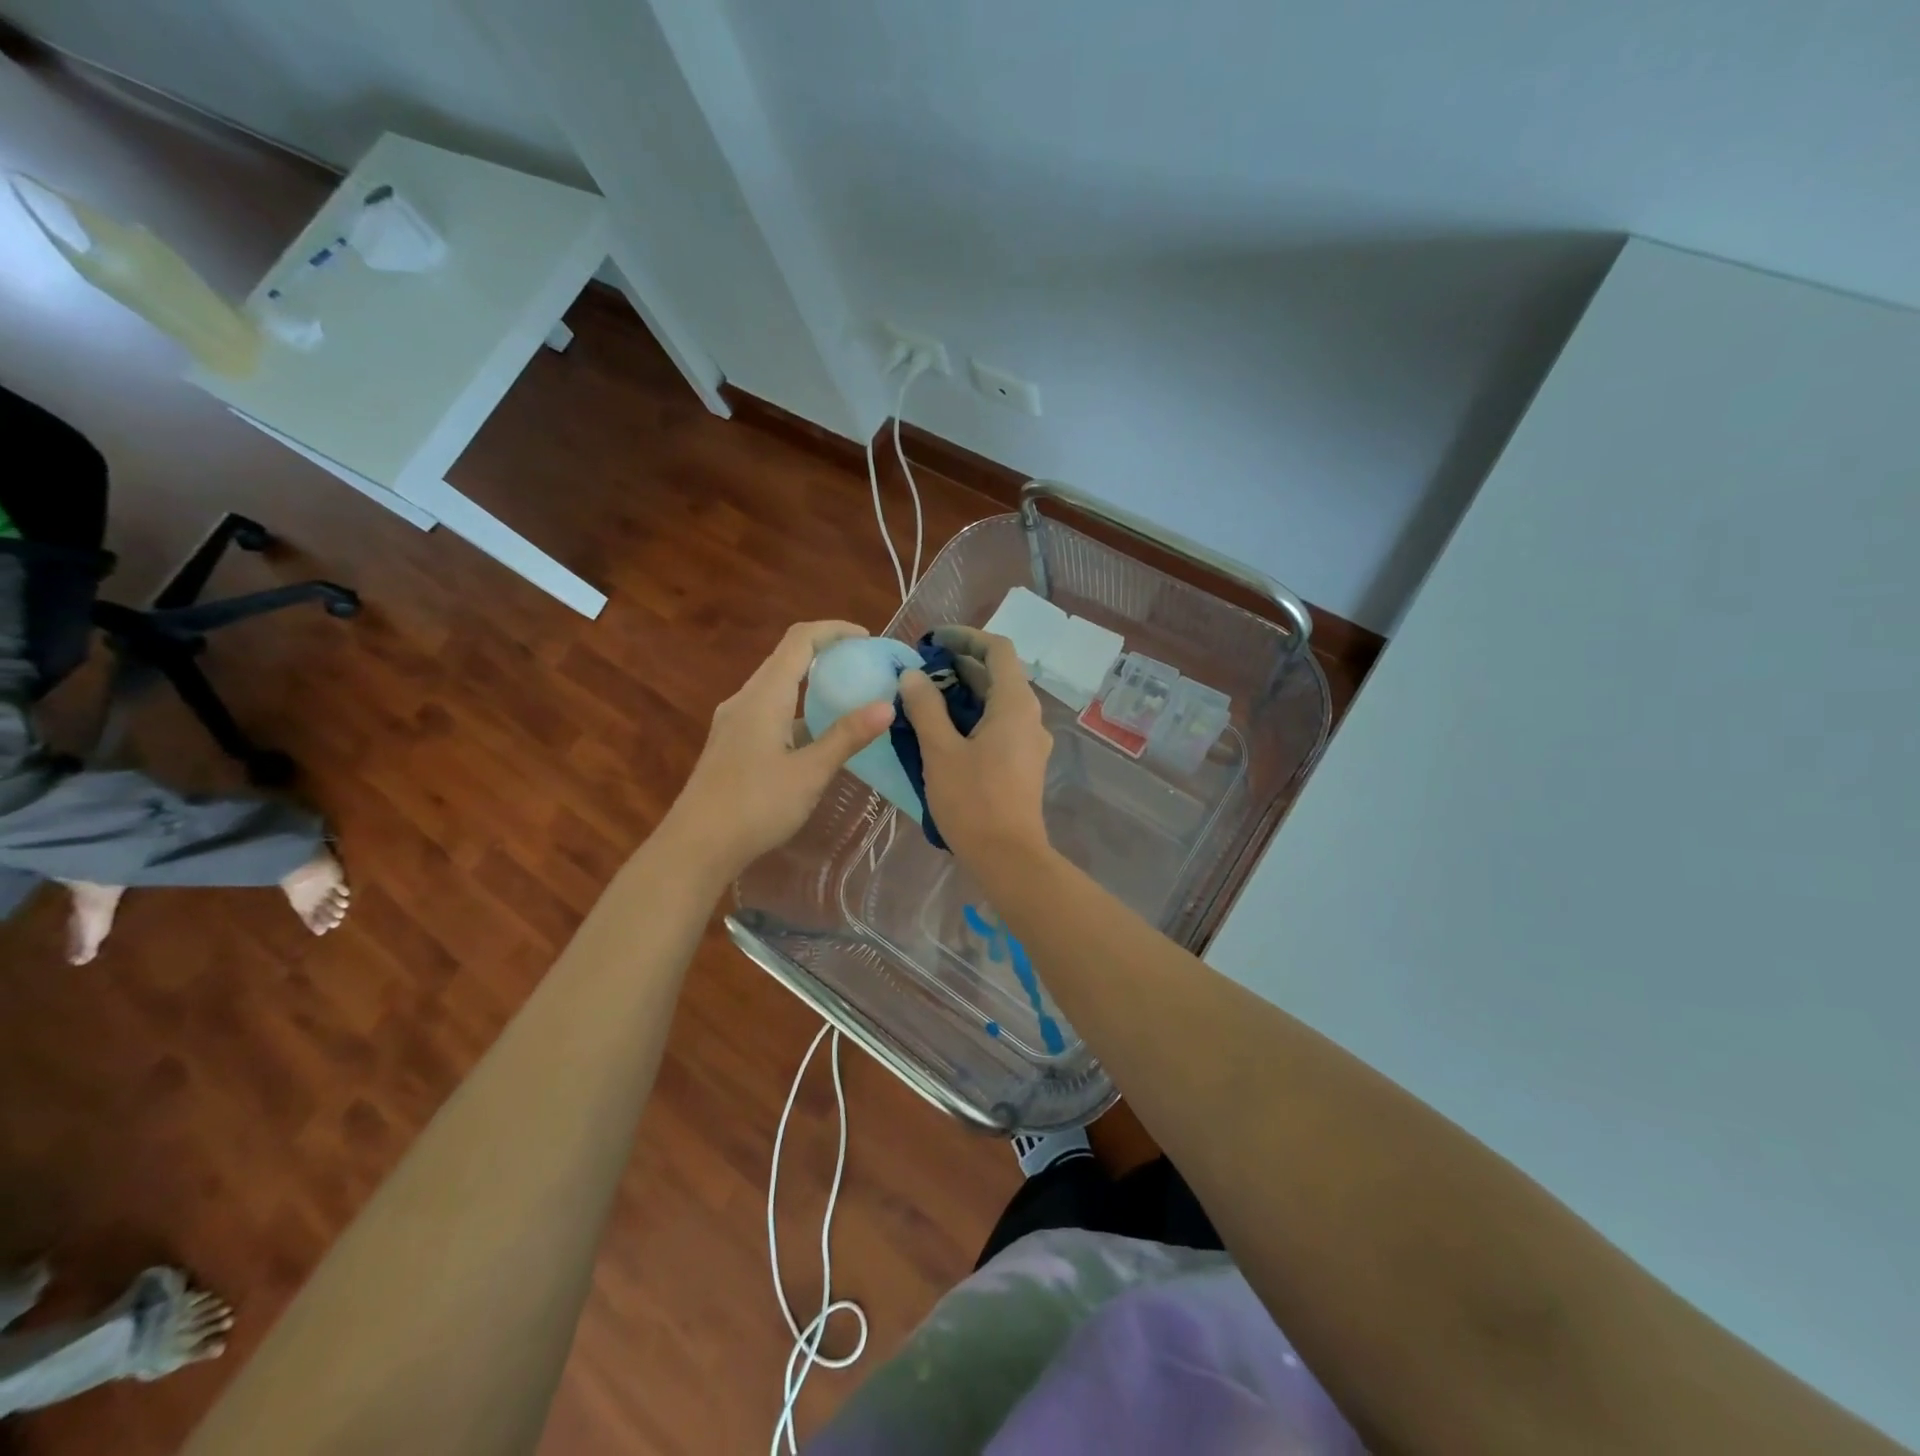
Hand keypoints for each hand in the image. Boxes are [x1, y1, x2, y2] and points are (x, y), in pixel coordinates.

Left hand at [663, 621, 892, 882]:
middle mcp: (745, 699)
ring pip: (777, 686)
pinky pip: (770, 709)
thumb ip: (847, 737)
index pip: (800, 640)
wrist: (697, 847)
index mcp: (764, 696)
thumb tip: (887, 706)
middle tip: (865, 667)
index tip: (868, 639)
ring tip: (849, 697)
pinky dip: (798, 708)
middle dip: (827, 653)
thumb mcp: (809, 773)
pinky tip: (818, 736)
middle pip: (787, 658)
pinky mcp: (732, 743)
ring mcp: (735, 722)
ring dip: (812, 682)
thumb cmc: (755, 806)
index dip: (834, 630)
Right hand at [899, 627, 1053, 866]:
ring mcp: (1029, 741)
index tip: (933, 641)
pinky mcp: (1023, 763)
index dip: (965, 637)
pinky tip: (942, 731)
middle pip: (998, 674)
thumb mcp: (940, 751)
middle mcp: (1029, 716)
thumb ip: (926, 708)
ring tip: (924, 698)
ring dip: (963, 692)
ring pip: (997, 702)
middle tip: (919, 670)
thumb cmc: (973, 801)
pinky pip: (999, 725)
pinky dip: (972, 717)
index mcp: (1015, 704)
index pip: (997, 649)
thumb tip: (913, 676)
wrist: (1008, 858)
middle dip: (959, 665)